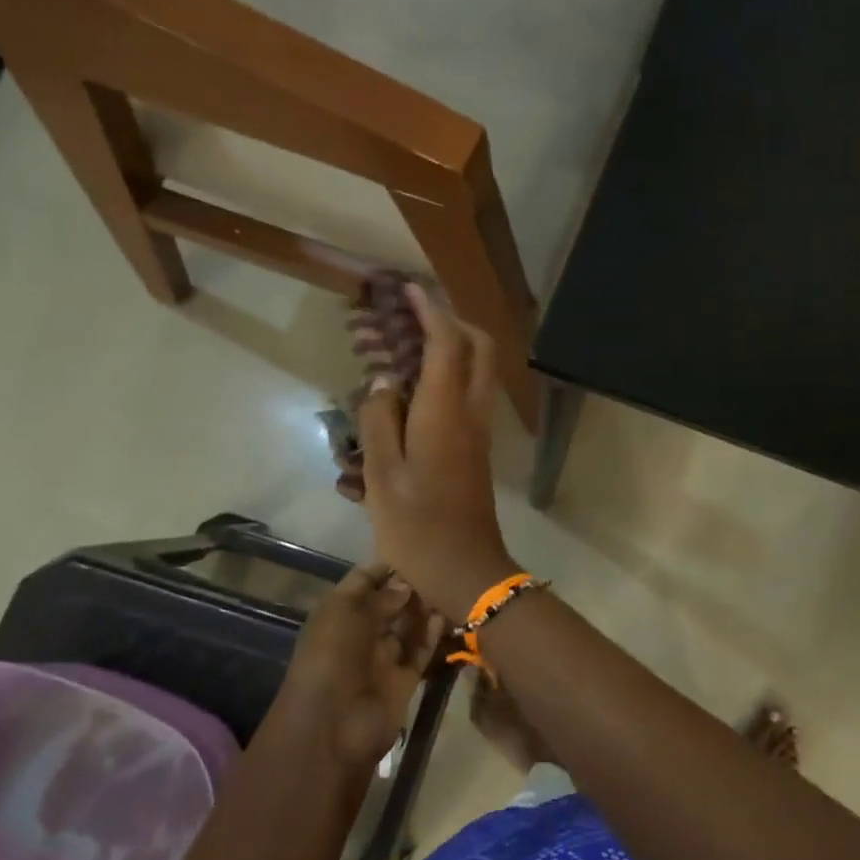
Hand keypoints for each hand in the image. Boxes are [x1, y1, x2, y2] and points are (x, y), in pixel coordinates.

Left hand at [278, 563, 443, 768]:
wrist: (333, 726)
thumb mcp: (347, 614)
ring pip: (408, 625)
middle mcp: (361, 631)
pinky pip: (421, 650)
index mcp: (339, 613)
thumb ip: (379, 596)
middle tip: (442, 565)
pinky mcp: (404, 678)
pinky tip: (450, 614)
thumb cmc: (332, 657)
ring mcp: (383, 656)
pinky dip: (433, 635)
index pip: (364, 580)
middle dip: (410, 585)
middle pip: (389, 602)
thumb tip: (406, 585)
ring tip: (452, 584)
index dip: (386, 566)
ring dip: (425, 608)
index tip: (417, 546)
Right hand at [357, 286, 518, 619]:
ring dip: (449, 350)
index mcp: (446, 412)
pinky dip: (445, 381)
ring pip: (475, 372)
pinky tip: (408, 398)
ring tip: (403, 352)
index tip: (408, 289)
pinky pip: (466, 398)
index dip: (430, 310)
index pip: (448, 342)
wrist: (466, 570)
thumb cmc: (417, 526)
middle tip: (413, 318)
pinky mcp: (477, 449)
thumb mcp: (383, 475)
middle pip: (478, 348)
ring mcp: (479, 432)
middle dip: (451, 322)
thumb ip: (380, 421)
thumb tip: (384, 383)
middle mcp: (471, 413)